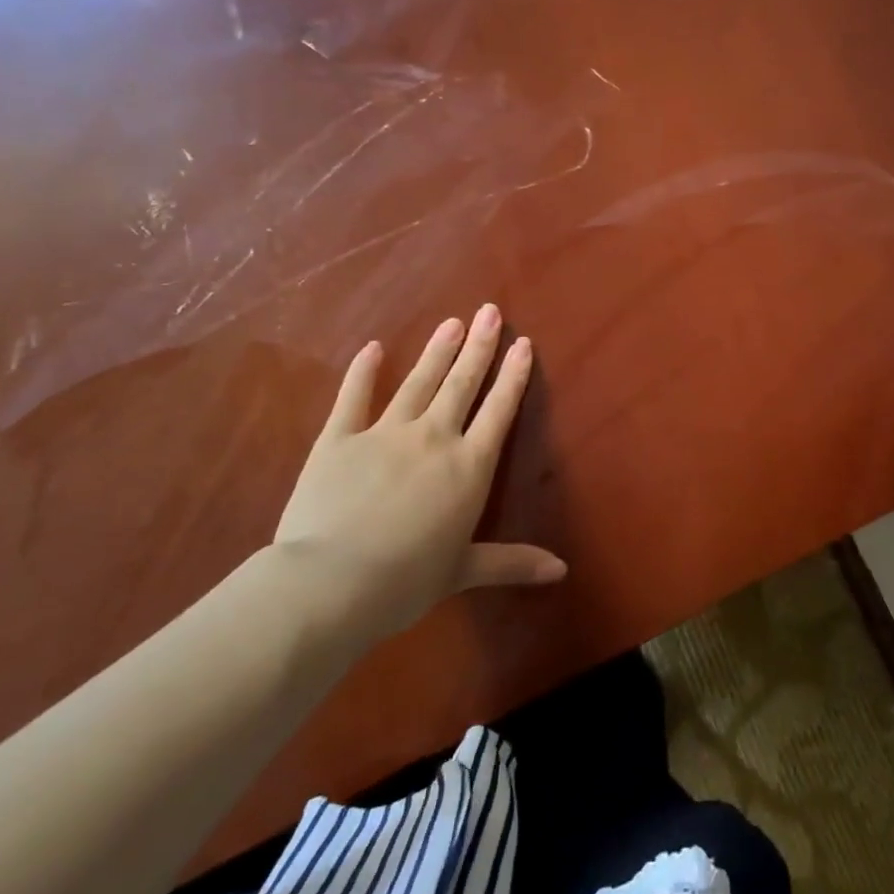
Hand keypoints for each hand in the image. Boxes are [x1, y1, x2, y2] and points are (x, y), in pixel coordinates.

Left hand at [270, 304, 565, 645]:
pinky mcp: (338, 439)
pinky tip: (372, 348)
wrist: (332, 583)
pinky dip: (362, 372)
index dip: (513, 376)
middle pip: (462, 384)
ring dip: (437, 350)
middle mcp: (434, 438)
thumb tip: (561, 571)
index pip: (499, 411)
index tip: (523, 343)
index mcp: (469, 466)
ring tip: (451, 321)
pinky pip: (353, 398)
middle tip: (489, 310)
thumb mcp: (464, 571)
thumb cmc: (406, 581)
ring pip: (418, 383)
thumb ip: (512, 563)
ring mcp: (384, 433)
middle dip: (479, 346)